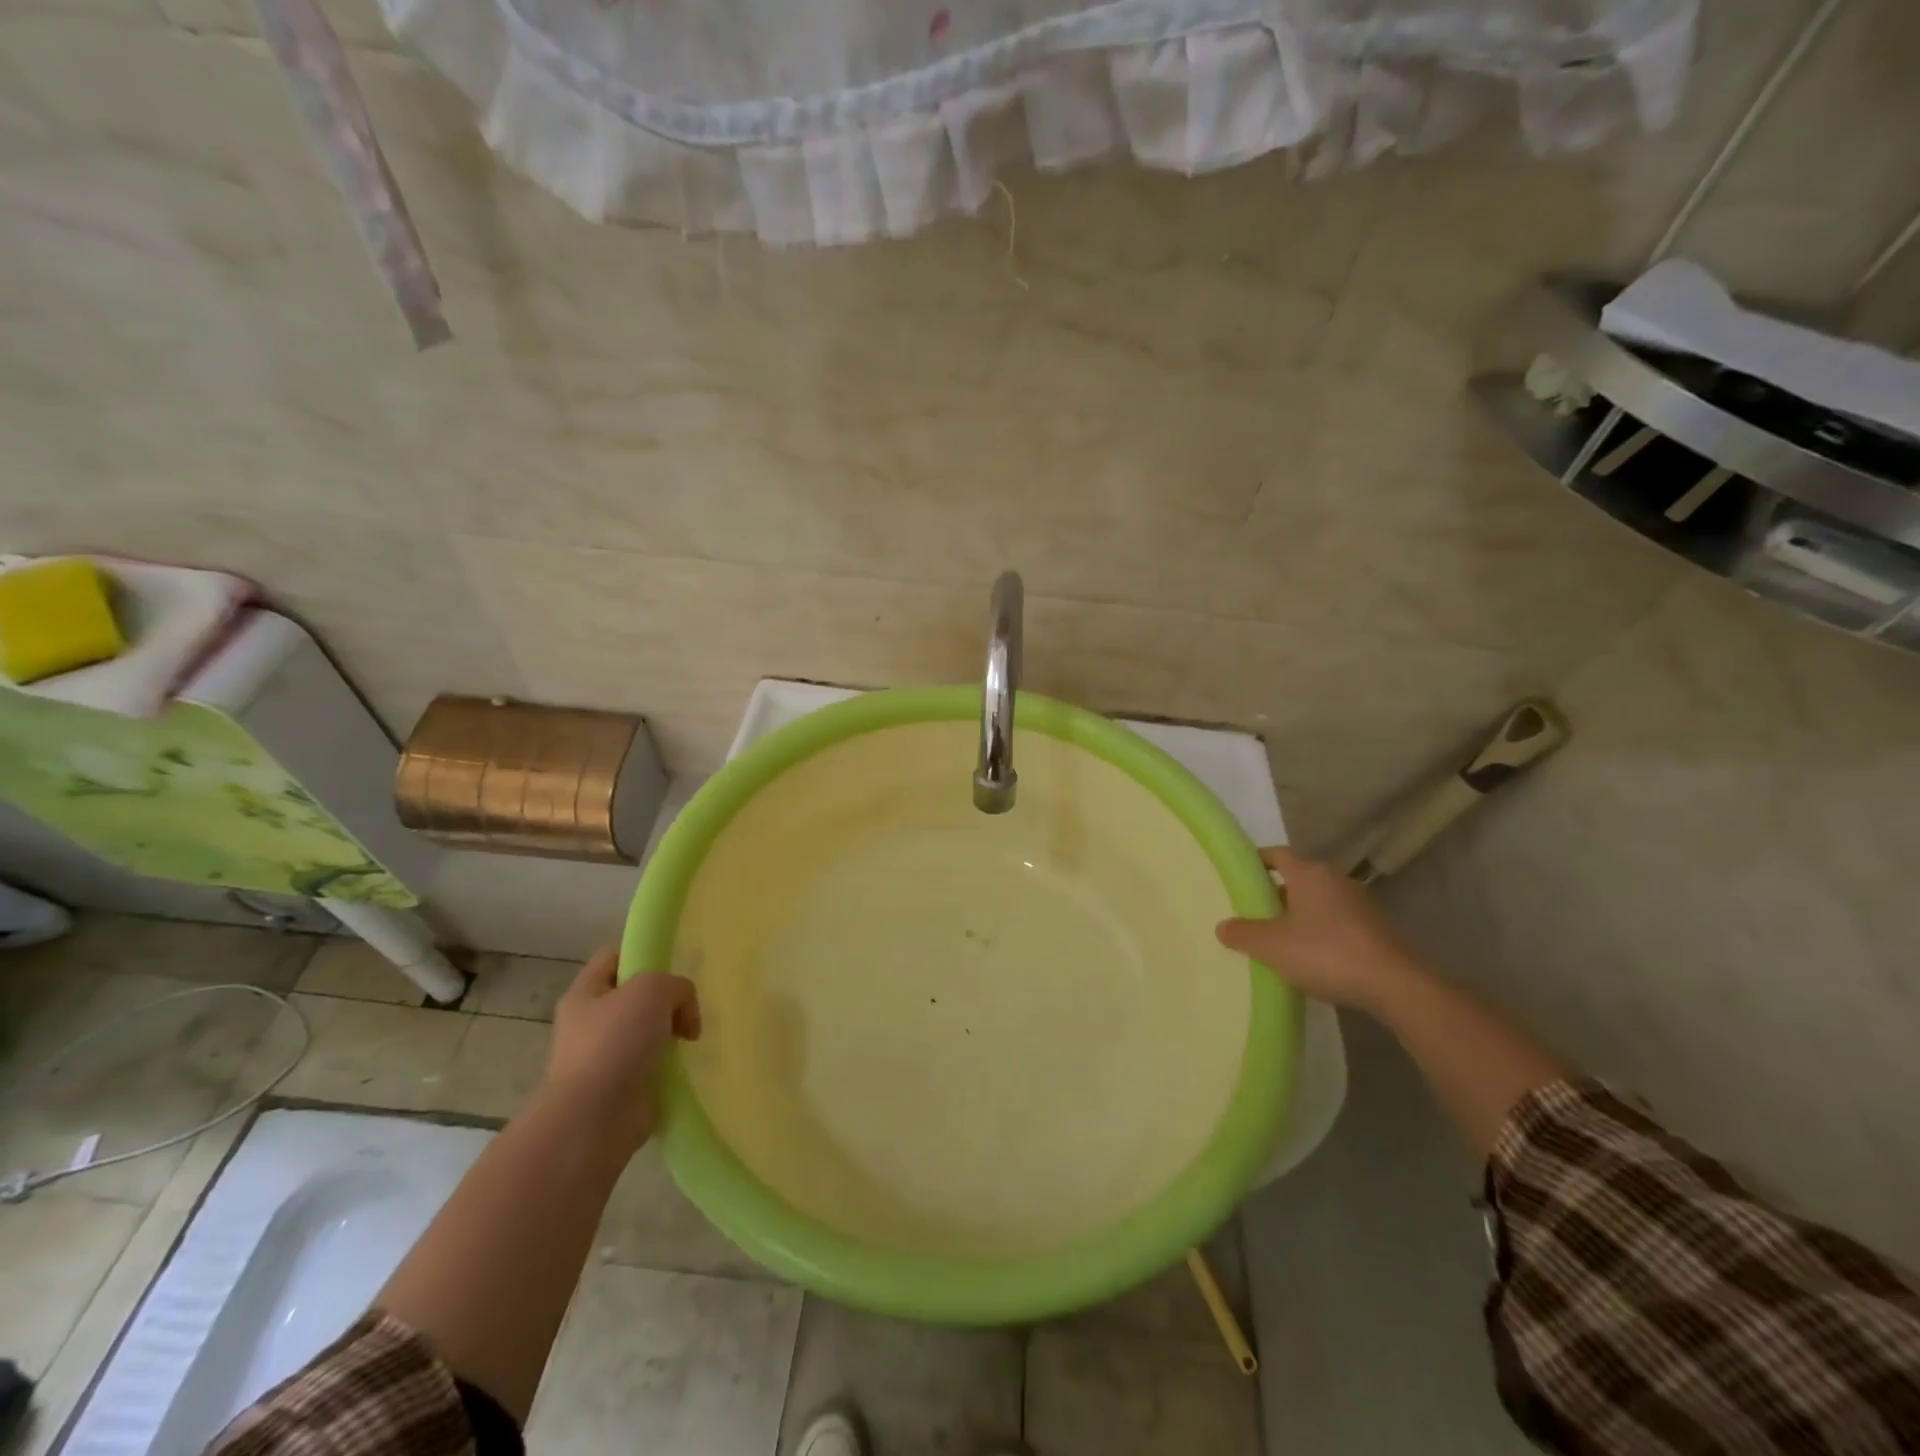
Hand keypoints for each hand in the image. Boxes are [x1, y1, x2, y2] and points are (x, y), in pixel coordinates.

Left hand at [540, 948, 700, 1149]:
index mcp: (585, 994)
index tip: (675, 964)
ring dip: (671, 1034)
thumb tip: (683, 1015)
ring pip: (647, 1032)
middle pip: (635, 996)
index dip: (643, 953)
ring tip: (694, 1037)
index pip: (614, 957)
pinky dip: (672, 1066)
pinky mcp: (621, 1089)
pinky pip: (654, 1066)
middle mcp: (589, 1023)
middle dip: (665, 999)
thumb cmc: (614, 1043)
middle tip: (690, 1005)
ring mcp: (604, 1058)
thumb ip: (676, 986)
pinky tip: (688, 1064)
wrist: (593, 1119)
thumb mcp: (652, 989)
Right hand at [1215, 847, 1420, 1012]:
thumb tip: (1223, 926)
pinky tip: (1308, 957)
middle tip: (1251, 914)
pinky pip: (1335, 922)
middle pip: (1296, 879)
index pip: (1277, 854)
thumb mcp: (1271, 945)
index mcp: (1309, 873)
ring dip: (1296, 916)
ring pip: (1316, 902)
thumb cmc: (1326, 953)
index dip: (1256, 862)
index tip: (1238, 876)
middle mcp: (1335, 880)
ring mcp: (1359, 904)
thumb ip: (1243, 933)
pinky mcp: (1374, 929)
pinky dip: (1318, 932)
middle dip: (1273, 894)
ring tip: (1275, 939)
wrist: (1394, 986)